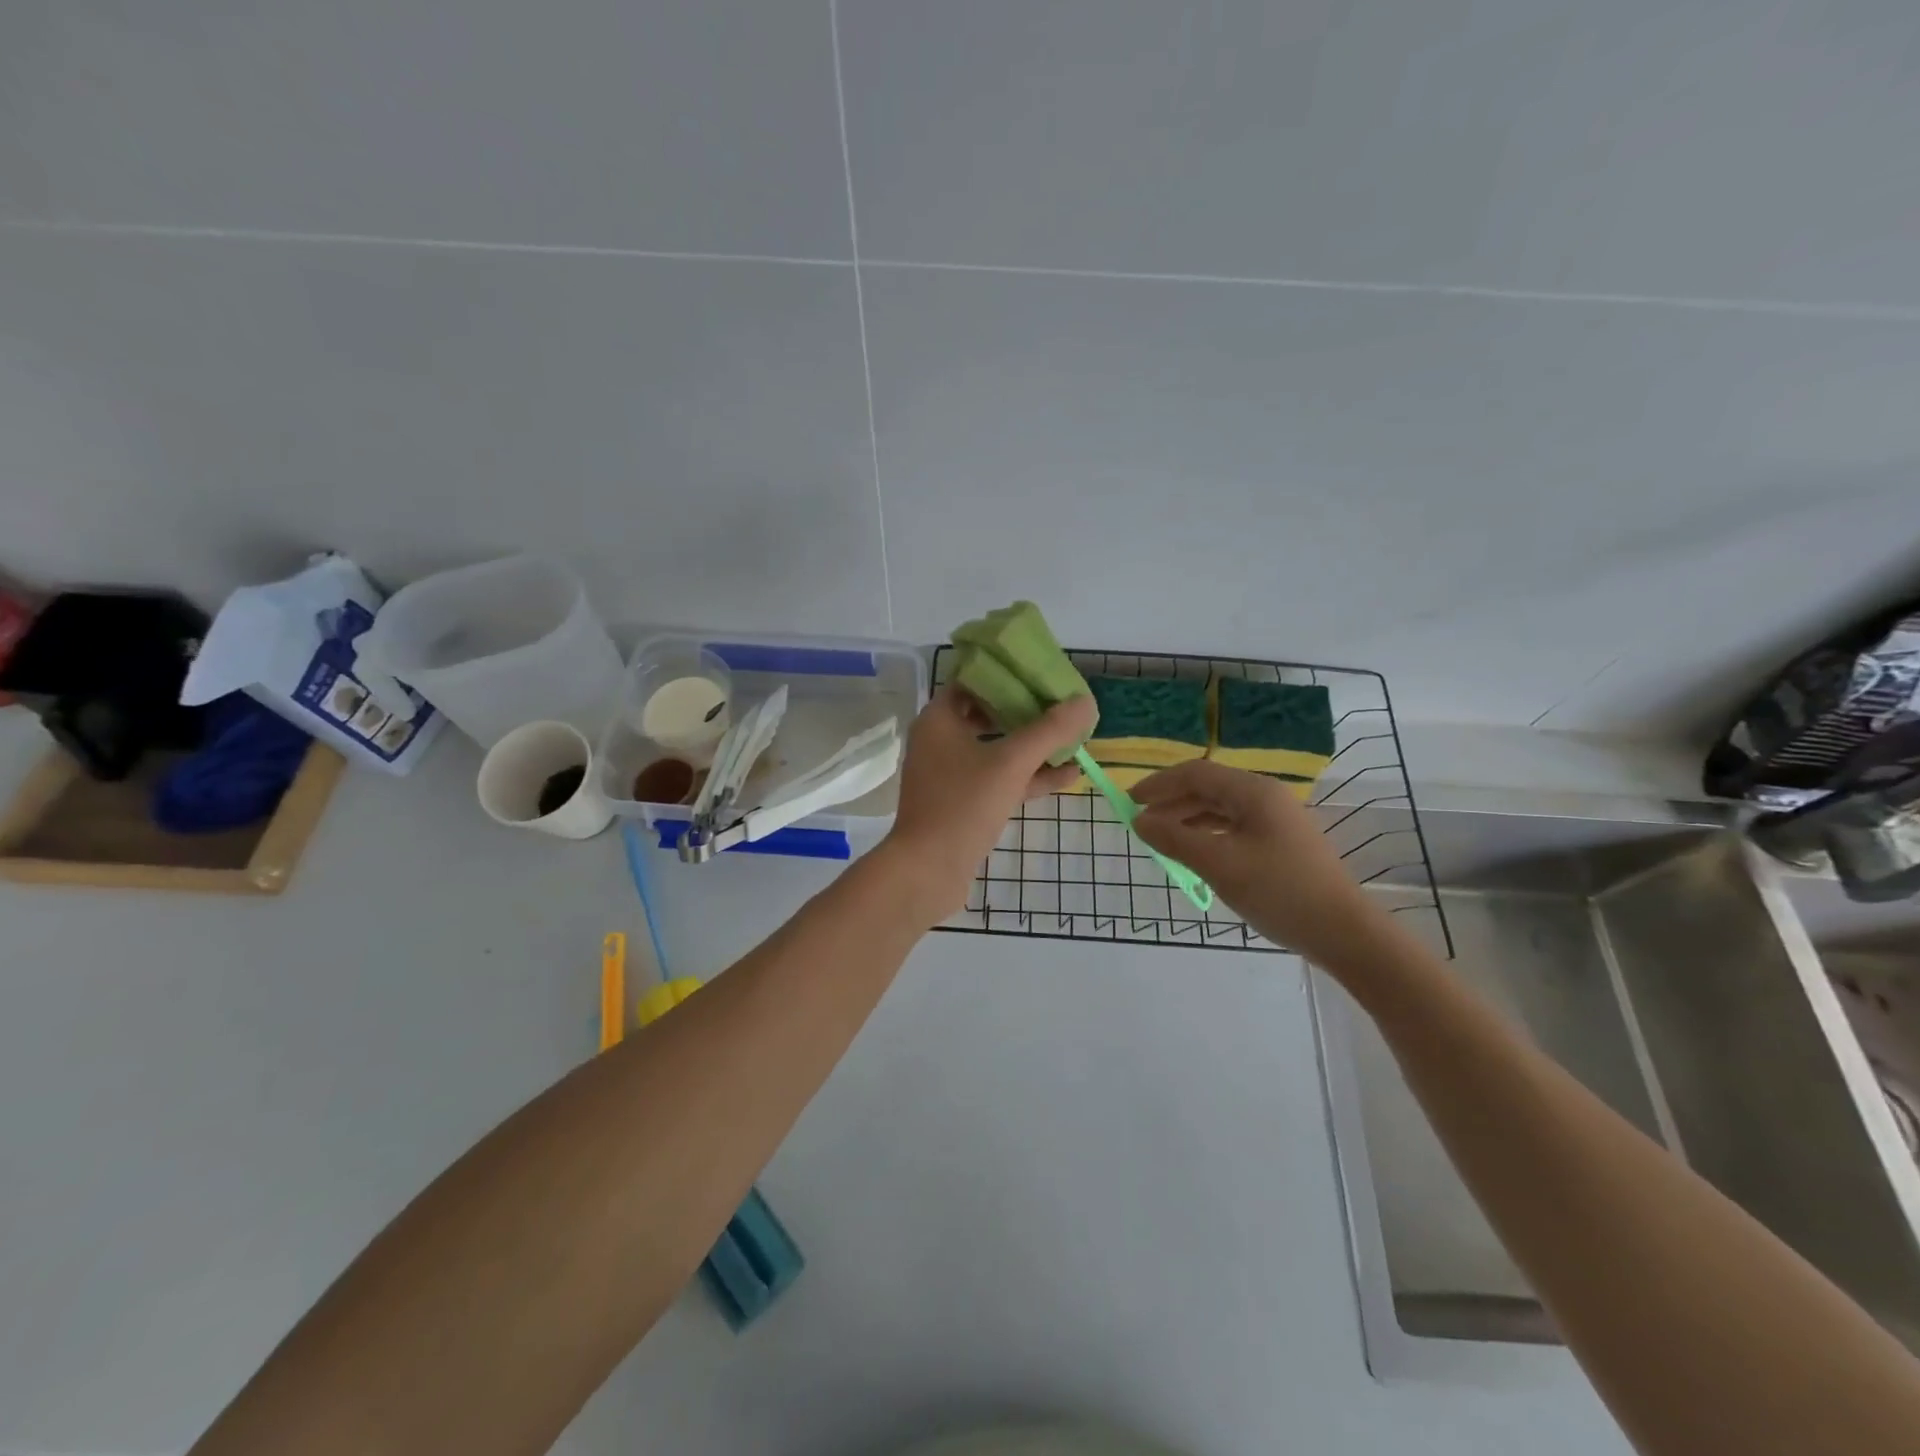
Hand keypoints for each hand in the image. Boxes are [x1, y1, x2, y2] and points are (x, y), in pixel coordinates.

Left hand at [883, 686, 1097, 921]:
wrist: (927, 871)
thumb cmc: (963, 805)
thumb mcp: (1011, 763)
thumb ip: (1049, 731)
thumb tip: (1086, 702)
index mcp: (939, 719)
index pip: (974, 681)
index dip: (1009, 675)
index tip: (1043, 675)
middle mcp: (941, 740)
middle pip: (988, 714)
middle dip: (1028, 712)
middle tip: (1064, 705)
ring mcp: (951, 774)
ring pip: (997, 749)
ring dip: (1033, 746)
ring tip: (1074, 738)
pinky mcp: (962, 802)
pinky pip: (999, 779)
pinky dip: (1028, 776)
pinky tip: (1068, 776)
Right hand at [1132, 760, 1384, 962]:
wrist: (1343, 932)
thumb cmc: (1278, 891)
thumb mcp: (1219, 864)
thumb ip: (1175, 838)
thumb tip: (1139, 820)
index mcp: (1253, 792)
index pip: (1196, 773)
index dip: (1159, 784)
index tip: (1129, 801)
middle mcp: (1266, 797)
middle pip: (1209, 788)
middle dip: (1171, 802)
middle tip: (1141, 823)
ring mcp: (1277, 820)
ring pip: (1221, 808)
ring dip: (1188, 818)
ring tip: (1161, 839)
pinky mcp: (1281, 843)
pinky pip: (1235, 827)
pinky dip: (1208, 834)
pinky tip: (1195, 853)